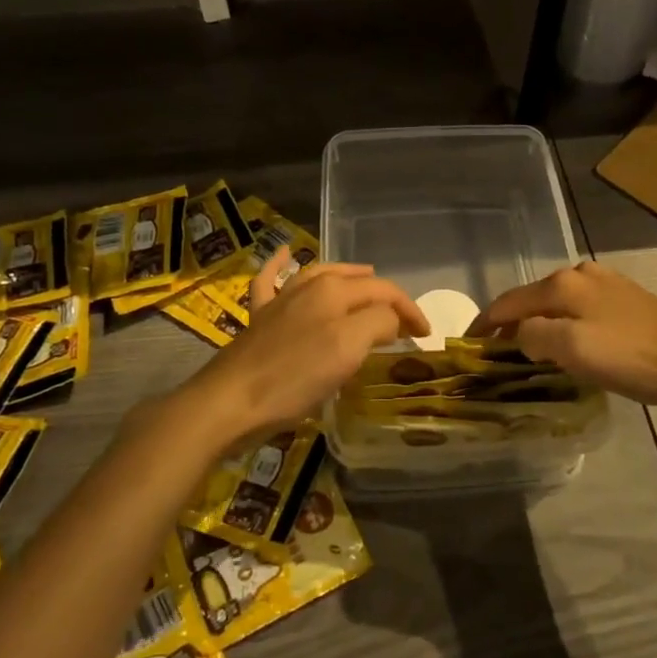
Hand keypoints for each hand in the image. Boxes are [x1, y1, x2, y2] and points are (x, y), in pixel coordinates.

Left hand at [181, 248, 428, 447]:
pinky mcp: (259, 320)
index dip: (410, 310)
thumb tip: (390, 319)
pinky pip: (270, 281)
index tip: (426, 337)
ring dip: (346, 274)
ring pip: (318, 275)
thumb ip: (378, 322)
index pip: (384, 291)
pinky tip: (284, 255)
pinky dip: (278, 266)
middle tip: (404, 318)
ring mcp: (280, 301)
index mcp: (333, 290)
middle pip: (355, 282)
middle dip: (384, 295)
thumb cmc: (294, 377)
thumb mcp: (349, 348)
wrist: (229, 402)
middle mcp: (307, 287)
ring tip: (365, 274)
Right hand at [469, 260, 656, 406]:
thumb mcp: (572, 350)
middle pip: (532, 299)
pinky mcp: (626, 298)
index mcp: (562, 284)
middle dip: (510, 323)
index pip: (509, 302)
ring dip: (537, 323)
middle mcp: (580, 274)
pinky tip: (568, 341)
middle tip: (496, 352)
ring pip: (556, 302)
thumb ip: (534, 336)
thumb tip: (520, 335)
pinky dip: (562, 323)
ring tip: (528, 349)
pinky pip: (579, 308)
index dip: (484, 323)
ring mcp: (606, 283)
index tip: (467, 345)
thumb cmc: (630, 357)